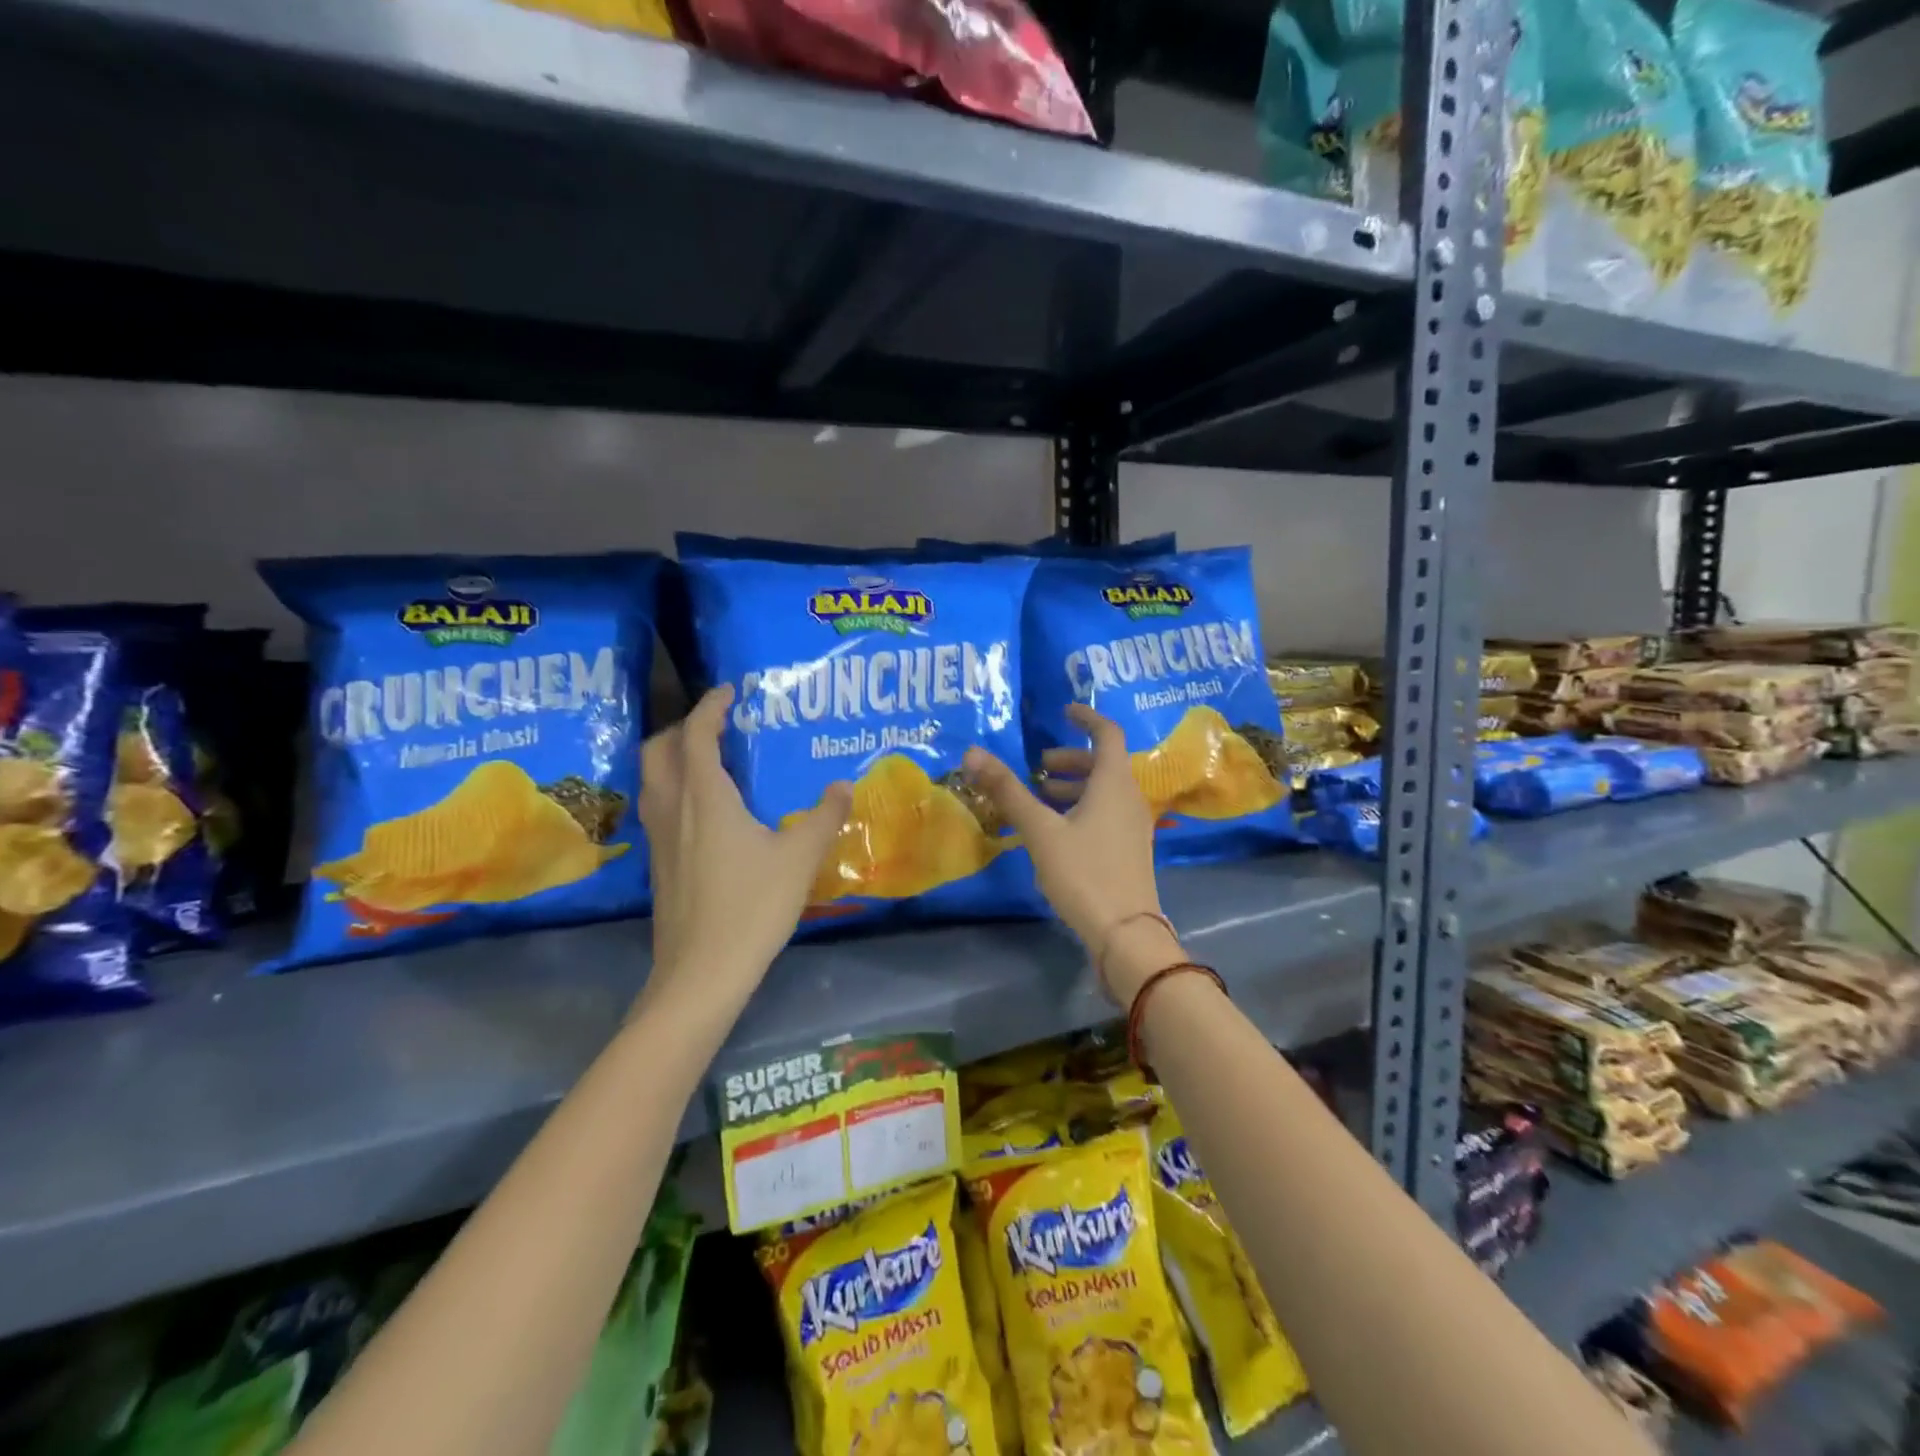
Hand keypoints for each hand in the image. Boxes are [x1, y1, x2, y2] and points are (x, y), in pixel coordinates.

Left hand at [637, 686, 851, 1018]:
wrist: (701, 972)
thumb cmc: (752, 906)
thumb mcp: (799, 858)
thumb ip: (824, 816)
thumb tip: (842, 785)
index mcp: (704, 796)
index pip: (697, 733)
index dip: (711, 705)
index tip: (731, 690)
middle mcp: (673, 808)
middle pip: (658, 749)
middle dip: (683, 728)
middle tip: (718, 726)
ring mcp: (659, 838)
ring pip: (653, 779)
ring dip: (675, 758)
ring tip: (713, 762)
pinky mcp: (657, 864)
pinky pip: (659, 806)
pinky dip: (676, 789)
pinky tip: (709, 813)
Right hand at [962, 704, 1177, 1002]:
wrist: (1126, 933)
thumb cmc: (1084, 873)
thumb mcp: (1040, 830)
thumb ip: (1008, 791)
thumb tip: (973, 752)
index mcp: (1114, 784)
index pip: (1107, 734)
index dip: (1086, 718)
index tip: (1063, 711)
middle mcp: (1130, 798)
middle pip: (1104, 764)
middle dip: (1071, 759)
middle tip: (1039, 765)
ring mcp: (1133, 826)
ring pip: (1104, 791)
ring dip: (1074, 785)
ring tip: (1040, 795)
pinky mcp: (1129, 850)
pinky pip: (1106, 813)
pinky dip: (1081, 808)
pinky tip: (1055, 830)